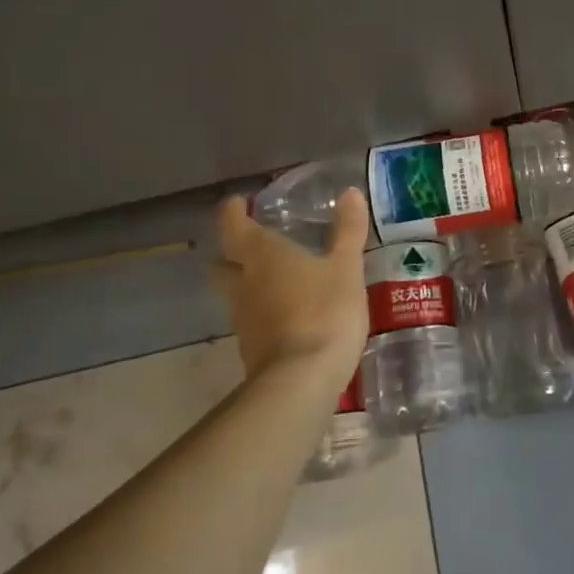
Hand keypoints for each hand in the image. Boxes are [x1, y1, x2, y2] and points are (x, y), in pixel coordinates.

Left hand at [213, 190, 369, 379]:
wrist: (301, 381)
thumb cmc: (324, 311)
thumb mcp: (346, 267)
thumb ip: (347, 230)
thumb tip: (350, 192)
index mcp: (262, 255)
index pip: (232, 225)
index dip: (233, 211)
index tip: (240, 202)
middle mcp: (243, 283)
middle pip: (223, 262)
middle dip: (234, 252)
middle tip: (258, 243)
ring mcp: (244, 319)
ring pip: (236, 293)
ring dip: (251, 284)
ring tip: (282, 279)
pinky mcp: (252, 348)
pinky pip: (253, 320)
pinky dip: (266, 312)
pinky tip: (291, 314)